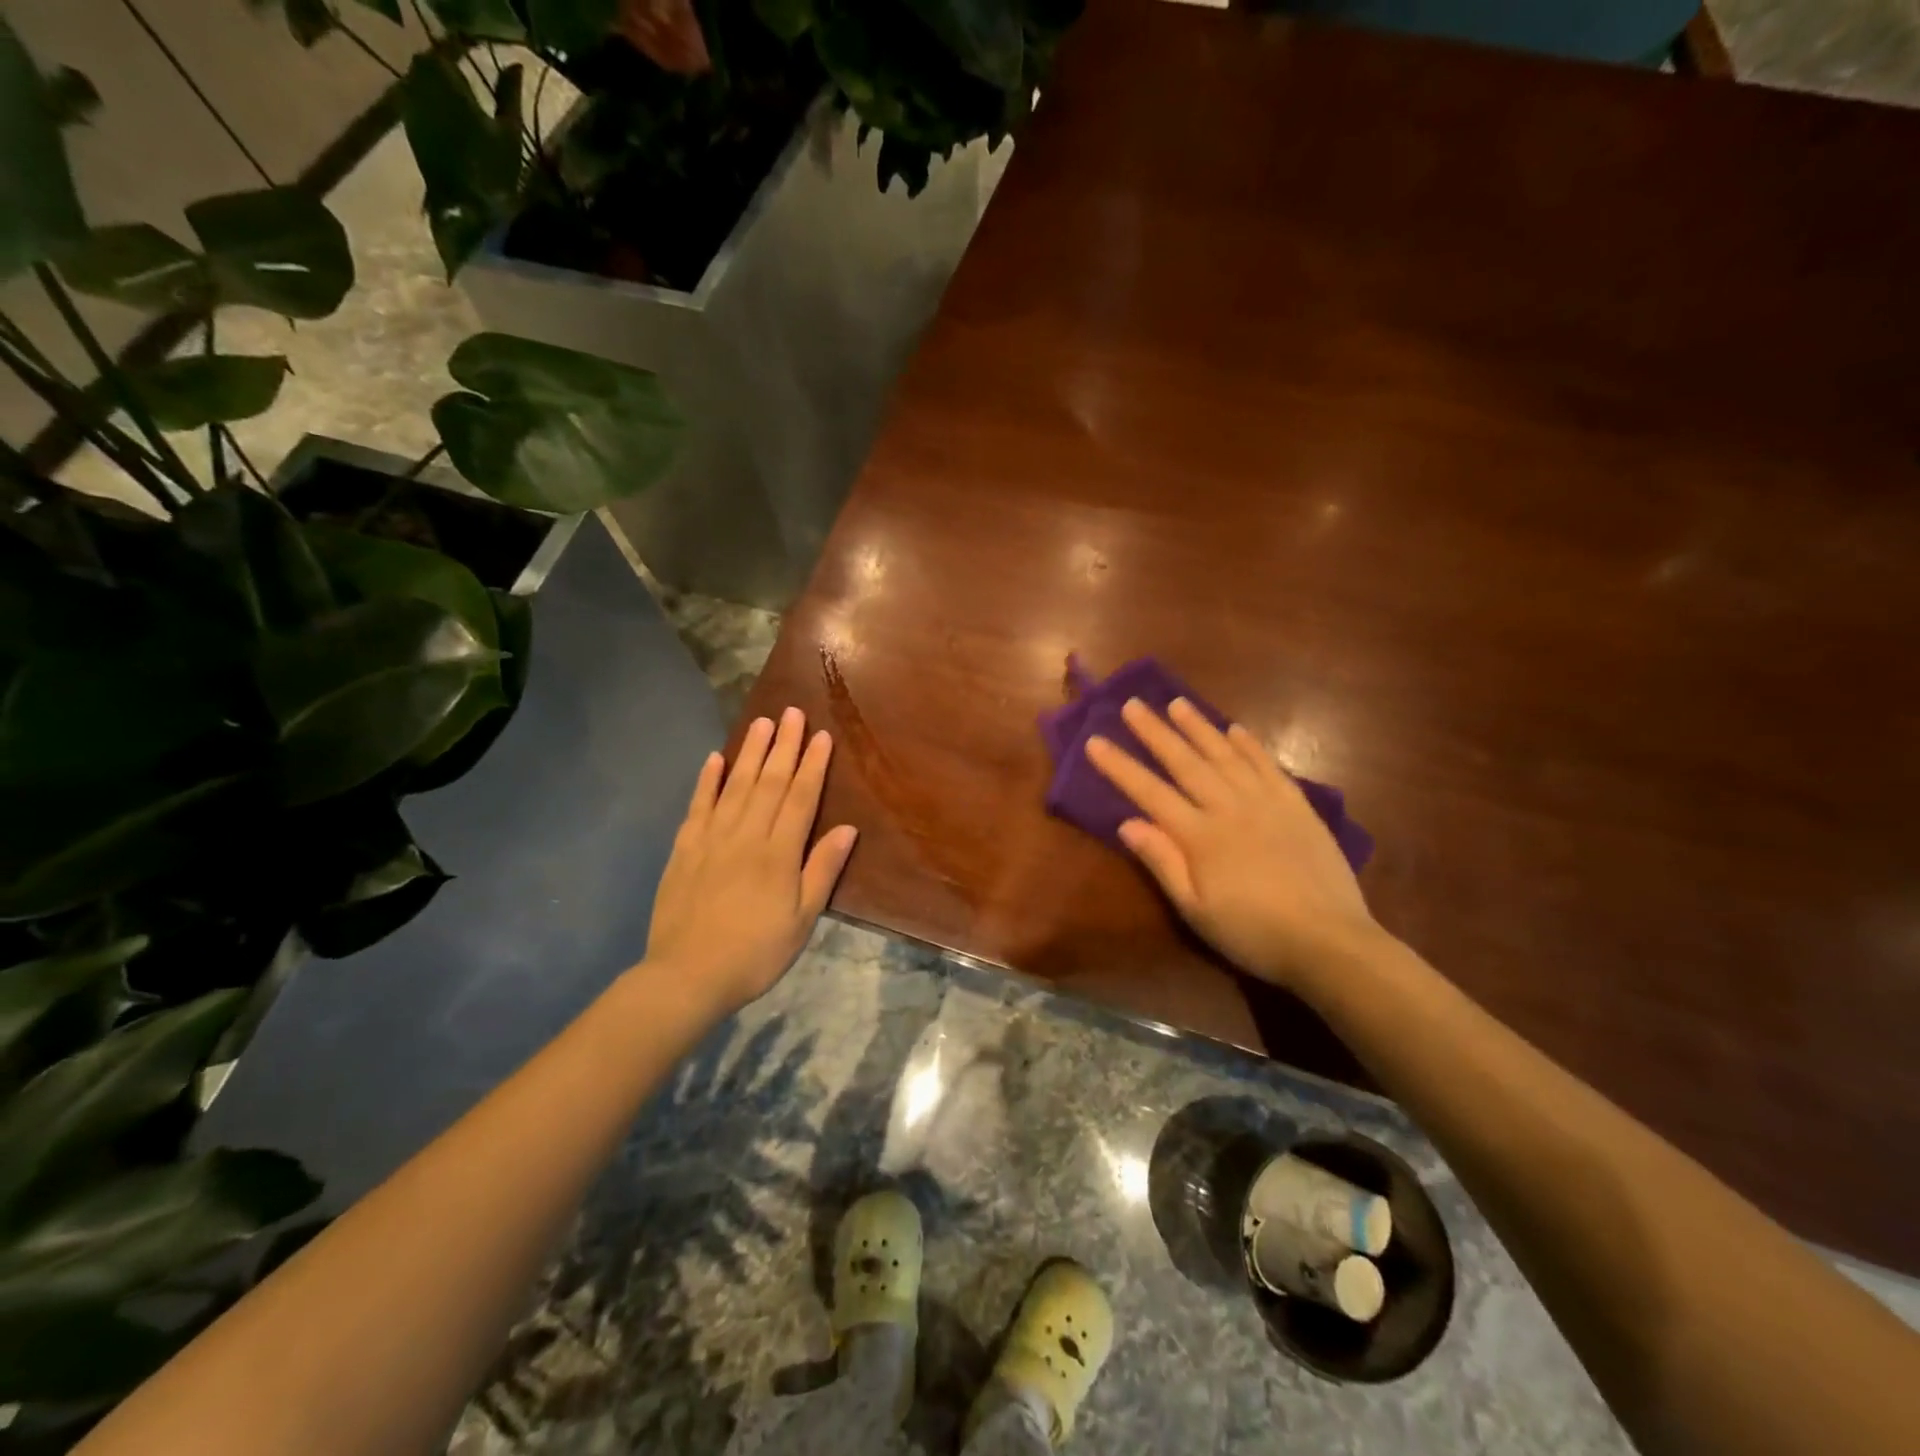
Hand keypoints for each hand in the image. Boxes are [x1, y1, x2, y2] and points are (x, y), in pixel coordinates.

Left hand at [645, 707, 857, 1013]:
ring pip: (736, 786)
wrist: (687, 976)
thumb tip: (848, 828)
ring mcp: (711, 839)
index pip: (801, 798)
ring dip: (750, 753)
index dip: (812, 765)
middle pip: (769, 783)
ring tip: (762, 723)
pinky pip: (698, 805)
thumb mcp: (802, 920)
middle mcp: (746, 835)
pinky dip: (707, 780)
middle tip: (792, 713)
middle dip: (784, 746)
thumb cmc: (756, 953)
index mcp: (778, 853)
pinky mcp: (684, 849)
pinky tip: (715, 759)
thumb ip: (822, 870)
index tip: (821, 736)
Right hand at [1085, 698, 1380, 990]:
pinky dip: (1250, 745)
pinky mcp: (1298, 806)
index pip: (1150, 792)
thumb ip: (1162, 862)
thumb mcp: (1196, 910)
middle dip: (1155, 732)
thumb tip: (1126, 822)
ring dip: (1198, 727)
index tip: (1095, 740)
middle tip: (1133, 704)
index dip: (1120, 766)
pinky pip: (1268, 765)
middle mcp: (1229, 807)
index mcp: (1199, 836)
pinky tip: (1235, 729)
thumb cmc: (1252, 933)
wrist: (1329, 942)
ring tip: (1177, 703)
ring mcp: (1266, 802)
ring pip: (1225, 755)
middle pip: (1185, 762)